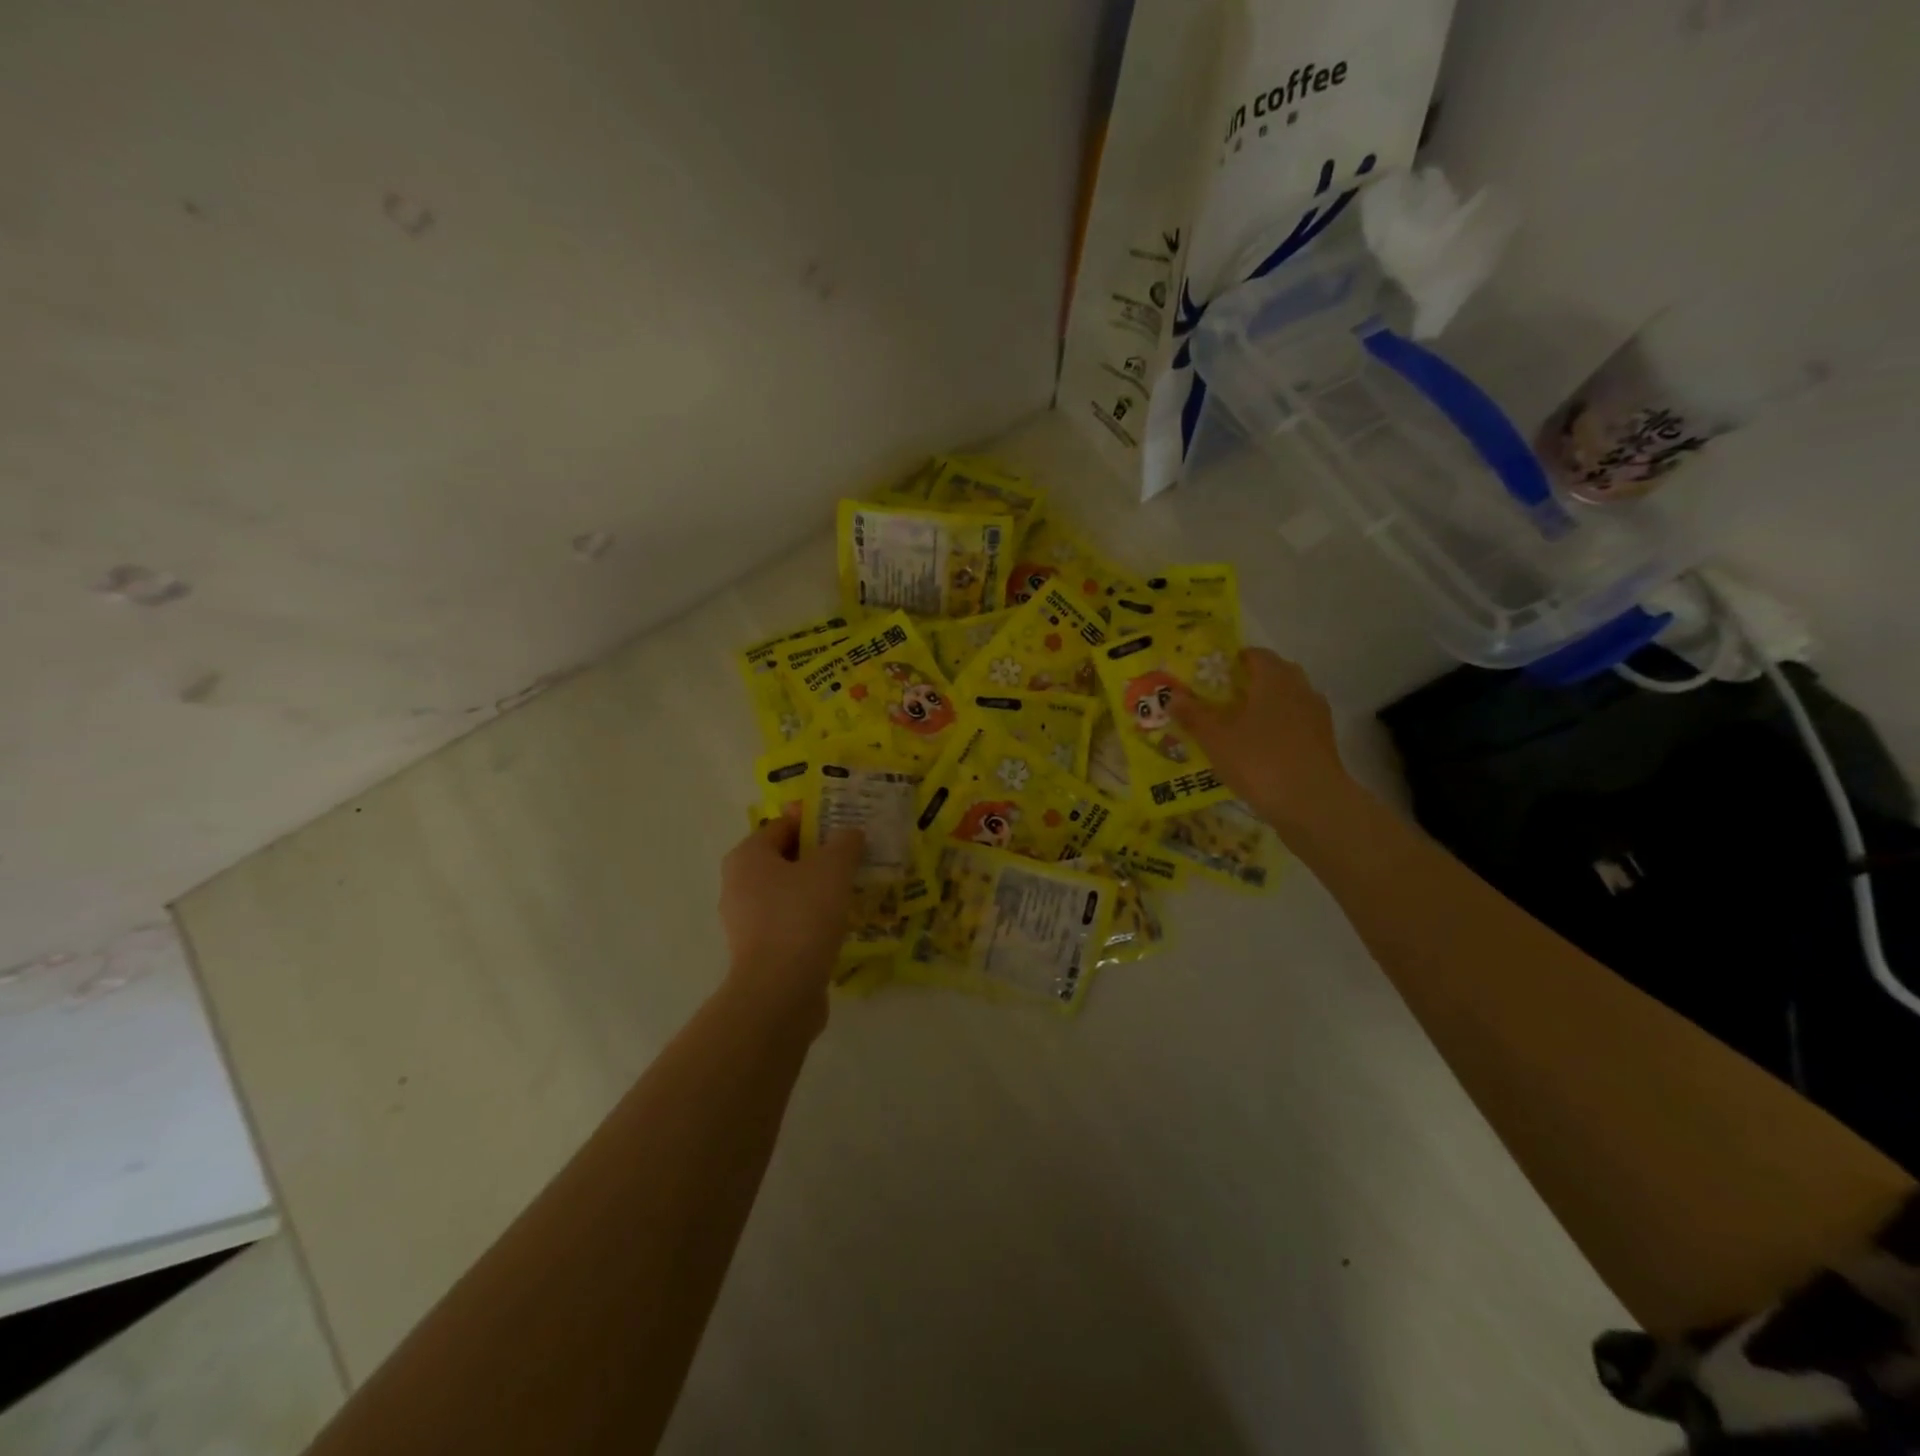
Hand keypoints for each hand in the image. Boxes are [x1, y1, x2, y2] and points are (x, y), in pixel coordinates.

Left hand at [719, 813, 863, 1023]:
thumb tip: (850, 833)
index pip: (782, 826)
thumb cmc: (802, 915)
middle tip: (852, 859)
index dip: (813, 822)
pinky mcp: (758, 953)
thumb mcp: (833, 868)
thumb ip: (844, 844)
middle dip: (817, 857)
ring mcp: (745, 923)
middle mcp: (738, 885)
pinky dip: (811, 920)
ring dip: (816, 891)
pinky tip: (838, 925)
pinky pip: (789, 924)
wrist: (780, 991)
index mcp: (747, 857)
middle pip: (783, 860)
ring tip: (851, 892)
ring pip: (787, 894)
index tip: (845, 828)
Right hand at [1171, 648, 1356, 836]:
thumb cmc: (1258, 760)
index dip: (1234, 661)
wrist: (1311, 802)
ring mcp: (1316, 715)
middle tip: (1223, 699)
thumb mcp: (1215, 739)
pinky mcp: (1324, 741)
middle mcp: (1300, 688)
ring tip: (1241, 726)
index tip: (1213, 675)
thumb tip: (1173, 696)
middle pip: (1275, 674)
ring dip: (1267, 705)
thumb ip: (1193, 715)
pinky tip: (1262, 748)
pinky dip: (1280, 727)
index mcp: (1274, 678)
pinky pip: (1297, 723)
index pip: (1255, 655)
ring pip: (1288, 699)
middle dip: (1251, 682)